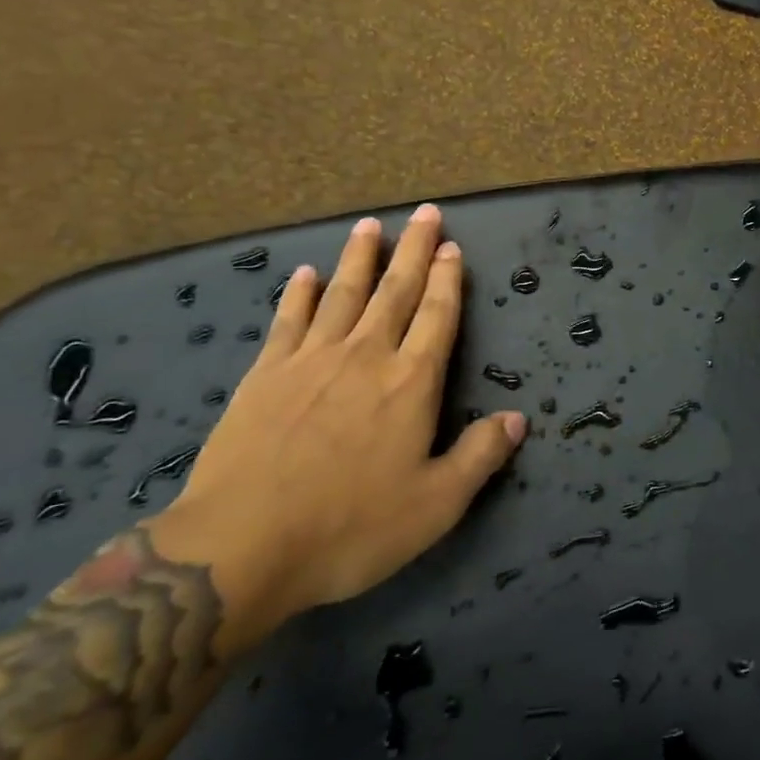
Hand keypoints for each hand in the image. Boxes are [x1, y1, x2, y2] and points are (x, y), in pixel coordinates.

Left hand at [150, 204, 524, 648]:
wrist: (241, 547)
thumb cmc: (350, 527)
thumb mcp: (435, 505)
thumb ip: (479, 456)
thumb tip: (518, 419)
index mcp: (411, 383)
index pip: (436, 316)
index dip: (447, 279)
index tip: (451, 246)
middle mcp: (365, 356)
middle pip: (395, 290)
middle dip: (413, 249)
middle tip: (424, 212)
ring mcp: (310, 360)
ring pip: (343, 294)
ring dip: (359, 258)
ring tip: (370, 225)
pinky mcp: (264, 376)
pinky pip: (288, 321)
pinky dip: (299, 294)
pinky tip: (304, 274)